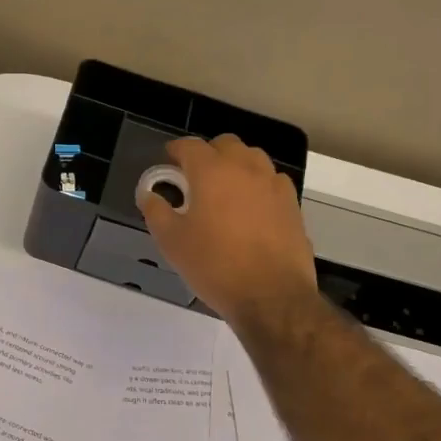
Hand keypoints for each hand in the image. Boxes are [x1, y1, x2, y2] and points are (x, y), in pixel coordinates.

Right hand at [140, 135, 318, 330]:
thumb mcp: (172, 242)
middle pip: (225, 144)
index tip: (168, 161)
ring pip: (253, 158)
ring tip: (224, 190)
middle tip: (195, 177)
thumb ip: (156, 211)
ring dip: (235, 165)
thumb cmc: (215, 265)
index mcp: (212, 171)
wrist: (271, 296)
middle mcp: (245, 168)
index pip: (190, 146)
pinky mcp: (292, 204)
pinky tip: (251, 208)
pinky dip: (258, 185)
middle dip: (208, 154)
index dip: (176, 151)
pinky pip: (272, 181)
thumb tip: (148, 194)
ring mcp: (273, 184)